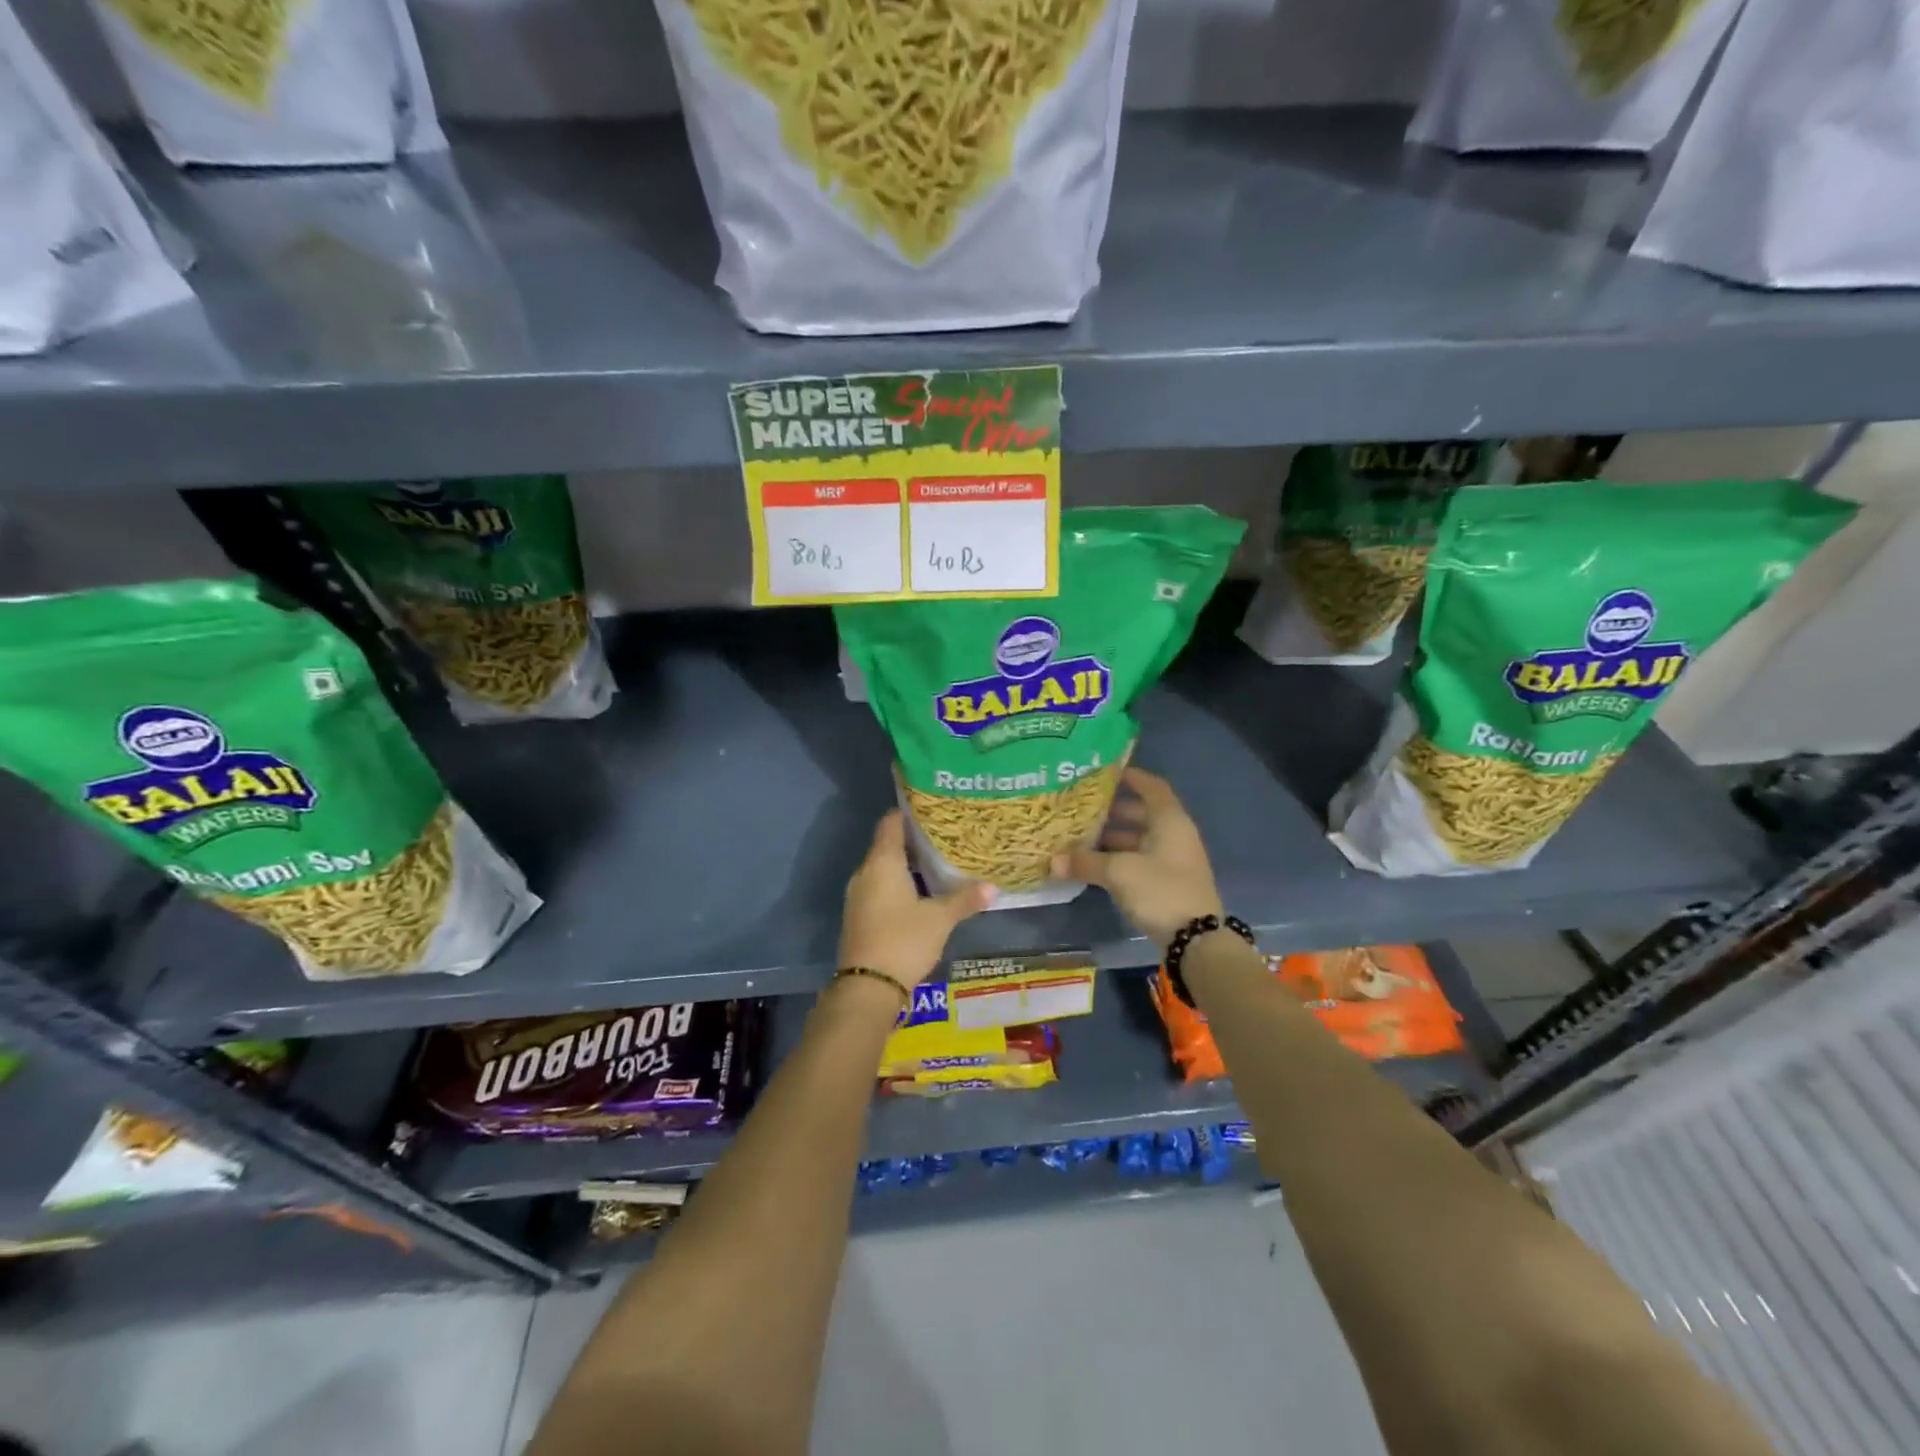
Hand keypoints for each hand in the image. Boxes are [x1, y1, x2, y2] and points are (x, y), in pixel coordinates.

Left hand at [838, 811, 992, 991]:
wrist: (867, 987)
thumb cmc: (903, 940)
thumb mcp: (940, 919)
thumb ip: (964, 900)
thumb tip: (992, 886)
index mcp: (882, 863)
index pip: (890, 823)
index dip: (909, 813)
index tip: (931, 810)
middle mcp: (865, 873)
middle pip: (887, 845)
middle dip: (913, 841)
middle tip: (944, 837)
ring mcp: (859, 896)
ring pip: (883, 869)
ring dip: (907, 866)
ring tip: (937, 864)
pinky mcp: (859, 916)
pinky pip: (879, 889)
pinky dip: (898, 885)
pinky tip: (920, 894)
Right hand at [1052, 767, 1221, 950]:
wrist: (1196, 941)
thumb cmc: (1161, 890)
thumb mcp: (1119, 872)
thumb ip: (1085, 862)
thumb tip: (1052, 861)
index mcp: (1170, 821)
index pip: (1152, 787)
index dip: (1131, 777)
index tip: (1106, 773)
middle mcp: (1175, 835)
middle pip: (1144, 814)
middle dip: (1114, 811)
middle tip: (1083, 808)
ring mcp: (1174, 860)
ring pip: (1141, 840)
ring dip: (1114, 838)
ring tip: (1082, 838)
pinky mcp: (1169, 883)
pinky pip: (1141, 860)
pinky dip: (1120, 859)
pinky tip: (1096, 865)